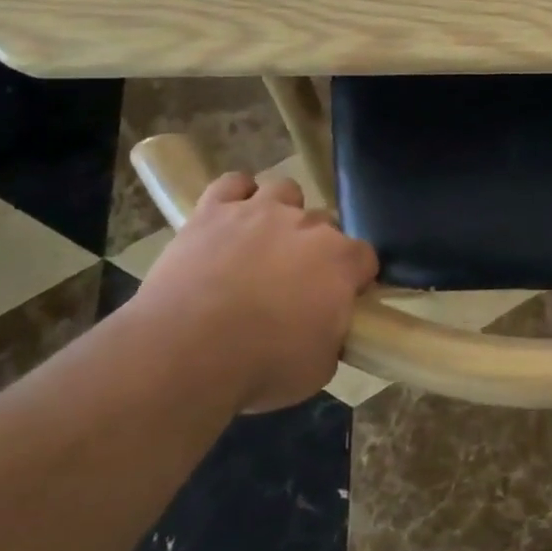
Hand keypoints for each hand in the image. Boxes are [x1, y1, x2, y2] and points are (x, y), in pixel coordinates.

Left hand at [132, 172, 377, 411]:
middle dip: (316, 248)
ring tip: (265, 241)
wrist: (187, 351)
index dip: (355, 278)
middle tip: (296, 281)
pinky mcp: (214, 212)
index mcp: (340, 261)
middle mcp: (307, 226)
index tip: (342, 299)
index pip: (364, 257)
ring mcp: (260, 212)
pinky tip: (232, 214)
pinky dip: (236, 194)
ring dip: (282, 211)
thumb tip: (328, 327)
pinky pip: (232, 184)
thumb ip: (332, 335)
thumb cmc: (263, 365)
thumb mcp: (319, 367)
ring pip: (285, 191)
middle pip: (325, 224)